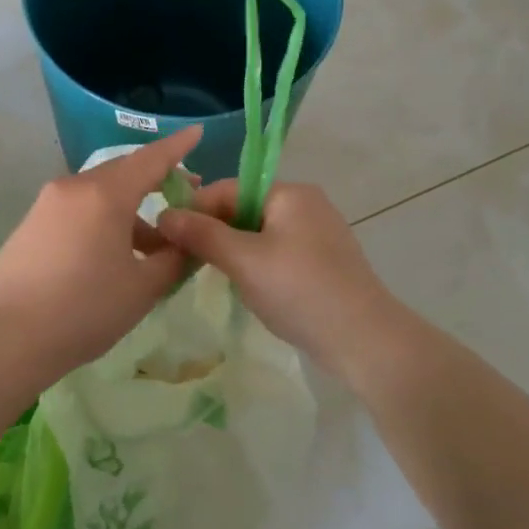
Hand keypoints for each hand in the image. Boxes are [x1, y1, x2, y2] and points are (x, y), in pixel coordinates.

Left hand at [0, 127, 200, 376]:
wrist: (8, 338)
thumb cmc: (85, 309)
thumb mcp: (143, 287)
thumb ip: (174, 258)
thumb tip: (187, 243)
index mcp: (105, 194)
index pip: (150, 159)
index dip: (178, 146)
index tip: (197, 132)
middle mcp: (73, 187)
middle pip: (123, 172)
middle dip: (155, 180)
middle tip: (183, 198)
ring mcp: (47, 204)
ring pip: (99, 193)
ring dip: (129, 209)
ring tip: (151, 245)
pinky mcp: (31, 224)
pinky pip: (77, 209)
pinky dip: (102, 219)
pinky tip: (111, 254)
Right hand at [155, 180, 402, 369]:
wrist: (364, 339)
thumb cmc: (299, 290)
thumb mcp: (244, 261)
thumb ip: (203, 235)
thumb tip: (164, 214)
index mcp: (289, 193)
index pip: (227, 189)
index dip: (195, 211)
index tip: (167, 239)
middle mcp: (306, 204)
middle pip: (243, 209)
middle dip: (214, 233)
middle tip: (184, 262)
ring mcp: (318, 233)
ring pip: (259, 234)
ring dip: (233, 252)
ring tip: (212, 277)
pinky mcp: (323, 261)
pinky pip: (278, 253)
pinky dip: (257, 266)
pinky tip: (248, 289)